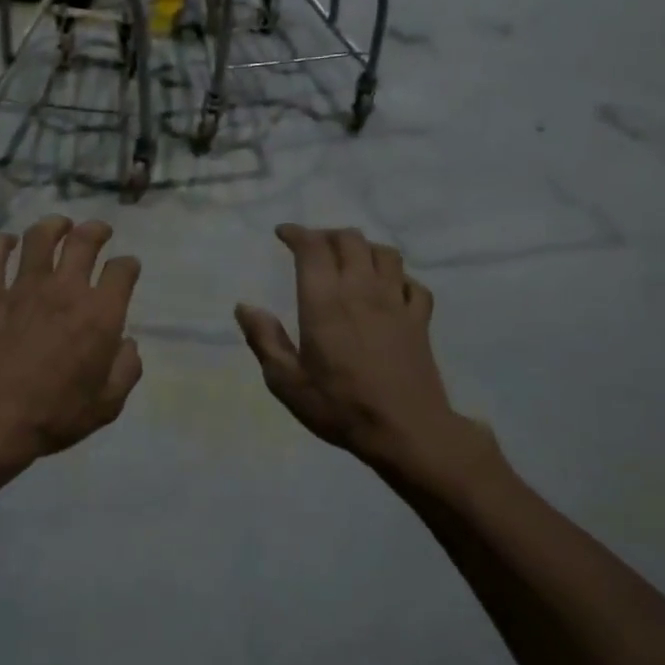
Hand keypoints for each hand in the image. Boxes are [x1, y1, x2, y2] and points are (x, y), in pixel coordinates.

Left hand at [0, 216, 142, 467]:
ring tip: (59, 226)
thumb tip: (128, 344)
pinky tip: (6, 242)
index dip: (129, 265)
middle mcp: (65, 290)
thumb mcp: (107, 405)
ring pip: (40, 237)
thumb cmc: (55, 416)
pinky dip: (0, 244)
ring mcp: (24, 288)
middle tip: (99, 231)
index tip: (128, 268)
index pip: (122, 271)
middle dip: (97, 230)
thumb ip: (126, 370)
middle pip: (84, 240)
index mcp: (100, 315)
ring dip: (53, 225)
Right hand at [236, 224, 489, 474]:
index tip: (282, 234)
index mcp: (325, 301)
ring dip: (364, 248)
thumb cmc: (339, 406)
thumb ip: (264, 339)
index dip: (296, 233)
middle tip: (312, 247)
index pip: (312, 247)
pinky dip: (398, 277)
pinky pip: (413, 283)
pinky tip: (389, 289)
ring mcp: (396, 302)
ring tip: (350, 260)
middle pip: (350, 240)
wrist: (406, 430)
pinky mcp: (420, 319)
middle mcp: (362, 290)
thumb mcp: (286, 381)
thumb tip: (244, 307)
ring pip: (384, 253)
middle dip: (327, 235)